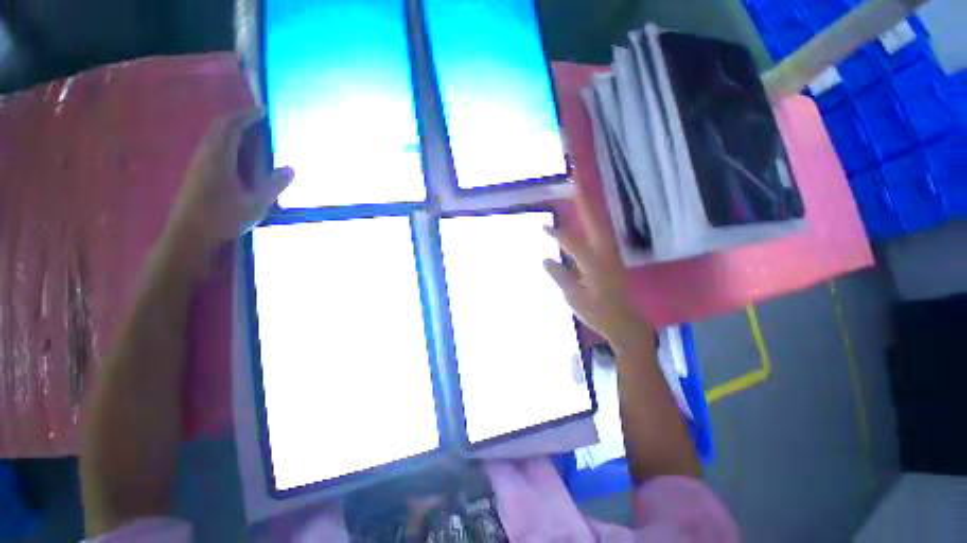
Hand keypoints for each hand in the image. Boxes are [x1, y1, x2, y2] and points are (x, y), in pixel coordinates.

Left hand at [164, 106, 293, 261]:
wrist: (188, 235)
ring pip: (214, 136)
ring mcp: (199, 163)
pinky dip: (227, 140)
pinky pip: (213, 146)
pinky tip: (238, 152)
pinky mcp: (197, 172)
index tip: (263, 110)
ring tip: (251, 132)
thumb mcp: (255, 204)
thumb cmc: (222, 219)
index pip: (231, 127)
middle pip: (220, 127)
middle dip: (239, 118)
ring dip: (232, 129)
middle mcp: (206, 155)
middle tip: (258, 118)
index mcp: (219, 158)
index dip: (247, 115)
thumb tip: (291, 168)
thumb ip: (273, 185)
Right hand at [544, 186, 652, 349]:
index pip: (573, 243)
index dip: (557, 234)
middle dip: (585, 205)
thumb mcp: (573, 298)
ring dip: (592, 212)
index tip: (543, 227)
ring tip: (582, 199)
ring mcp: (612, 257)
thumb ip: (559, 277)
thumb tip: (545, 259)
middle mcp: (605, 255)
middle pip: (595, 225)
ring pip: (601, 228)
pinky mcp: (614, 261)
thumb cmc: (597, 313)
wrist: (625, 324)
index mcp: (594, 265)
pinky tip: (590, 224)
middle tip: (575, 188)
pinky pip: (603, 236)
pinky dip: (595, 225)